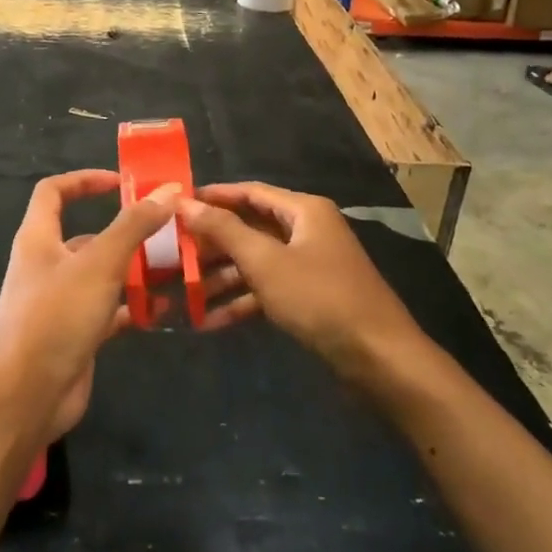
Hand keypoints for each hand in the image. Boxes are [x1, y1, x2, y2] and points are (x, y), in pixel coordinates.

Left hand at [0, 170, 177, 437]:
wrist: (24, 398)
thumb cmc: (55, 317)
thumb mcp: (98, 264)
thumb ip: (133, 227)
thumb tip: (168, 191)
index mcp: (38, 238)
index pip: (54, 191)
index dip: (85, 180)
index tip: (123, 183)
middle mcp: (46, 265)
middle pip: (85, 235)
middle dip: (125, 231)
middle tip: (167, 230)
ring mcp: (59, 302)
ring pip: (101, 275)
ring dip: (133, 270)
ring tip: (175, 266)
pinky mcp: (74, 335)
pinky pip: (108, 311)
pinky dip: (132, 307)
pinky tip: (164, 309)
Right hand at [177, 182, 416, 370]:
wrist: (379, 359)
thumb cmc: (320, 298)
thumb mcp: (266, 261)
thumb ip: (224, 230)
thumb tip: (184, 201)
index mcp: (303, 211)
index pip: (249, 192)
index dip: (212, 196)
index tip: (176, 204)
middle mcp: (307, 231)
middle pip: (249, 228)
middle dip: (211, 243)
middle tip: (172, 251)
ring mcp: (309, 265)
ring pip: (255, 262)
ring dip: (221, 276)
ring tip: (182, 289)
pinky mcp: (309, 298)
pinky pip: (267, 290)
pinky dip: (241, 301)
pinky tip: (209, 320)